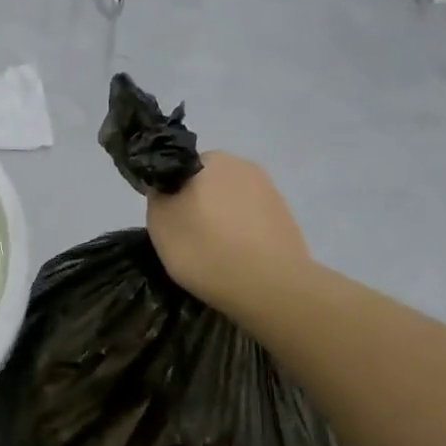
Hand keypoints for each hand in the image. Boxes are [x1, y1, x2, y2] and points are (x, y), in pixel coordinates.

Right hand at [145, 152, 311, 318]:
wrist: (269, 286)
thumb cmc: (204, 248)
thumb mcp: (159, 222)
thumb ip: (158, 196)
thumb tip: (167, 189)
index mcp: (211, 159)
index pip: (180, 168)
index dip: (171, 194)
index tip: (168, 221)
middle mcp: (244, 165)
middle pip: (209, 184)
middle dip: (199, 205)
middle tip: (188, 239)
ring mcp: (270, 191)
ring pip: (232, 204)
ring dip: (222, 221)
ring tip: (215, 254)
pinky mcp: (287, 219)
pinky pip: (253, 223)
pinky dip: (243, 236)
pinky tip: (238, 260)